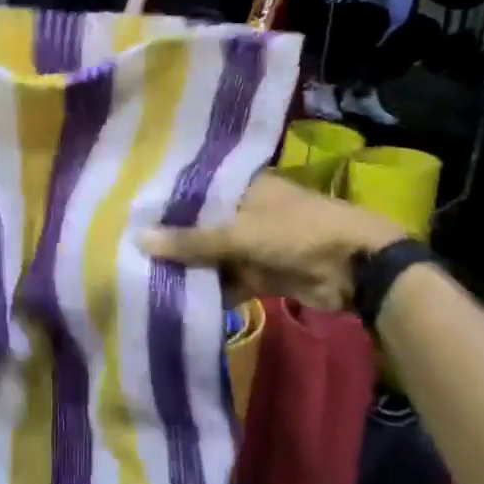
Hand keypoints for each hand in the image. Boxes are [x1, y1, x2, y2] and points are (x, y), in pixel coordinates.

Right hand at [138, 171, 405, 311]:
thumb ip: (191, 240)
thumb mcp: (239, 233)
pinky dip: (210, 289)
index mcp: (243, 185)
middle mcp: (245, 209)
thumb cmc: (297, 232)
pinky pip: (228, 279)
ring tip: (142, 273)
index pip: (196, 188)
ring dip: (190, 266)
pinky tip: (176, 297)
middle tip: (126, 244)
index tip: (130, 208)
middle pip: (202, 223)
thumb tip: (138, 239)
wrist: (356, 269)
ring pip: (213, 253)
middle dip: (173, 237)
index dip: (167, 199)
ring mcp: (254, 242)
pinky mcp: (262, 272)